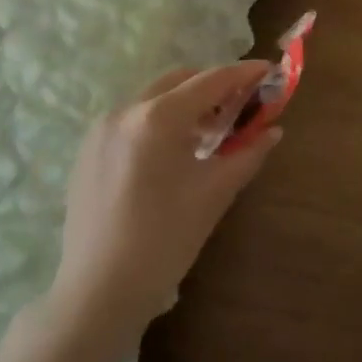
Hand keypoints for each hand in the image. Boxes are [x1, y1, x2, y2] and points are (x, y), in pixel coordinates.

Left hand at [49, 62, 280, 338]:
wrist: (100, 291)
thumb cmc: (165, 240)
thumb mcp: (215, 193)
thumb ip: (248, 153)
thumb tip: (273, 131)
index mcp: (157, 118)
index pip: (210, 81)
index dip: (243, 73)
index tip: (268, 70)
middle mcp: (125, 111)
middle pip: (179, 81)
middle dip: (213, 86)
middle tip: (241, 105)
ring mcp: (100, 130)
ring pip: (153, 98)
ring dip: (185, 104)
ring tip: (210, 132)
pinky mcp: (88, 150)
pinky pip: (132, 119)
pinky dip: (159, 121)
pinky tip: (174, 152)